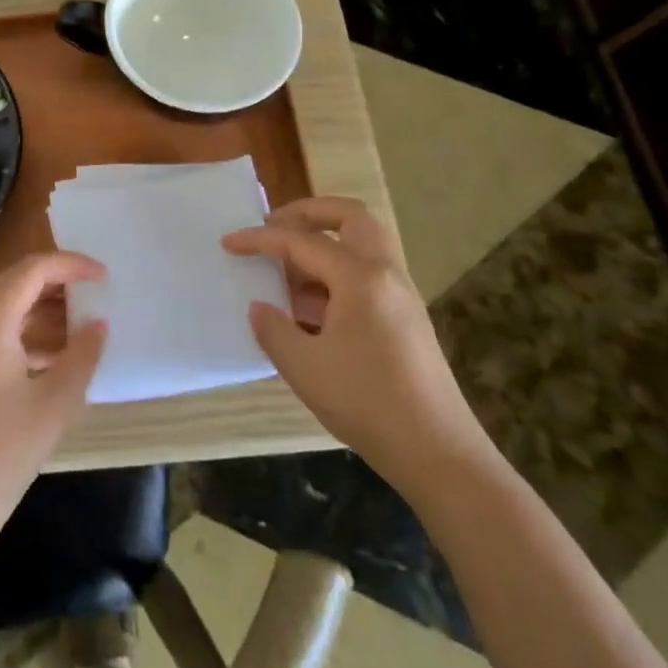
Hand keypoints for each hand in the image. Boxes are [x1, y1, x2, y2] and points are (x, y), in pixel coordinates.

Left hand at [0, 253, 106, 541]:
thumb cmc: (3, 453)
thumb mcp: (55, 404)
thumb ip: (82, 356)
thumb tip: (98, 324)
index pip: (32, 270)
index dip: (70, 264)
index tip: (103, 275)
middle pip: (14, 280)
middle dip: (56, 280)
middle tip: (94, 293)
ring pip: (3, 304)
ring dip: (40, 305)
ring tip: (81, 321)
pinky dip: (24, 329)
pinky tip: (54, 355)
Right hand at [225, 197, 489, 498]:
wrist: (438, 454)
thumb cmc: (367, 403)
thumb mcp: (304, 367)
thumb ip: (273, 329)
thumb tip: (260, 308)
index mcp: (360, 277)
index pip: (302, 241)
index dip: (260, 239)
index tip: (229, 243)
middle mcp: (385, 275)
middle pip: (350, 217)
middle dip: (308, 213)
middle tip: (274, 228)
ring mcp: (400, 297)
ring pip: (361, 246)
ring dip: (323, 246)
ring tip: (287, 276)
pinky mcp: (406, 320)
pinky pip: (366, 277)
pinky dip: (335, 276)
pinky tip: (310, 312)